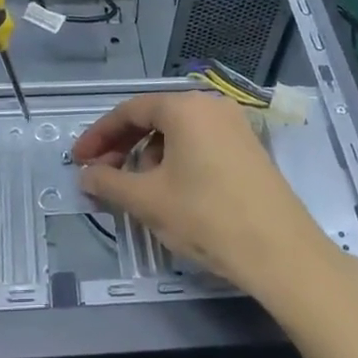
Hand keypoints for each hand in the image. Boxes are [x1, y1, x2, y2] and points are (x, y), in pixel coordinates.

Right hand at [72, 90, 340, 299]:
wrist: (280, 251)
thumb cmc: (206, 216)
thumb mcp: (148, 200)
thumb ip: (108, 183)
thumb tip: (85, 175)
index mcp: (184, 107)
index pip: (129, 111)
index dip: (98, 136)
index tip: (78, 160)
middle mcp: (211, 106)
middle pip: (154, 118)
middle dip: (122, 146)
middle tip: (100, 175)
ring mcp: (234, 126)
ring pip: (177, 133)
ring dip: (148, 156)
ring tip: (135, 189)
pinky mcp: (249, 149)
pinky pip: (200, 144)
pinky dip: (175, 161)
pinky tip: (170, 191)